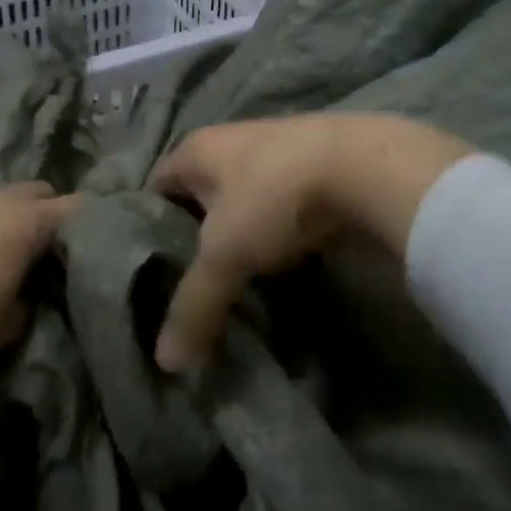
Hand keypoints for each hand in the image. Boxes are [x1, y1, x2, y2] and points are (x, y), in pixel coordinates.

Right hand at [148, 115, 471, 372]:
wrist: (367, 169)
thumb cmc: (275, 196)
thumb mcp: (225, 253)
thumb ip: (194, 305)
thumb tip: (165, 363)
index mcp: (199, 149)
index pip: (156, 186)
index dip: (145, 225)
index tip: (143, 271)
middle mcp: (233, 146)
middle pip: (200, 199)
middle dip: (194, 240)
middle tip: (185, 291)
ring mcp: (277, 160)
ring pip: (243, 210)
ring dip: (239, 244)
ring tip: (229, 291)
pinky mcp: (314, 180)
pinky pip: (280, 218)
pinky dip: (275, 245)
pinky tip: (275, 278)